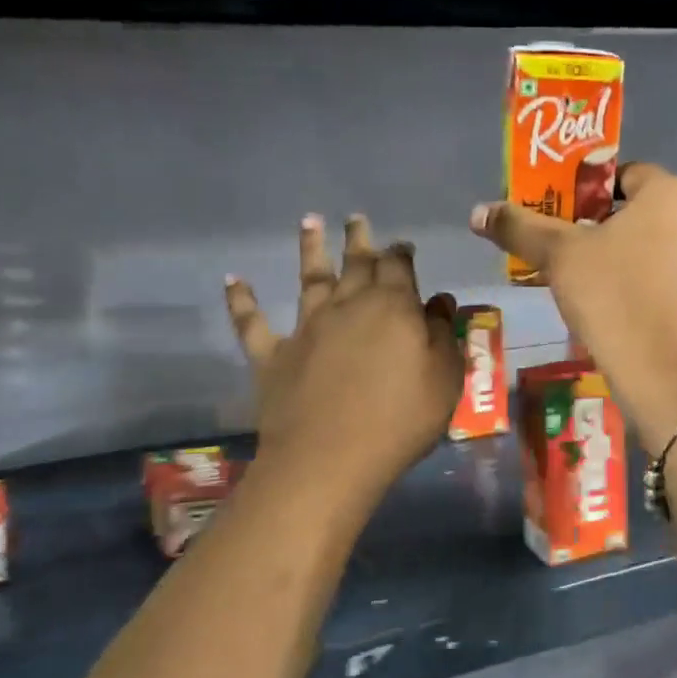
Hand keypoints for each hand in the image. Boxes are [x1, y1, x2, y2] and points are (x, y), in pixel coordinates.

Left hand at [226, 214, 462, 488]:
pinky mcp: (272, 355)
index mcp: (393, 307)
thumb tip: (438, 301)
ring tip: (308, 221)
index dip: (401, 253)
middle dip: (359, 239)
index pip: (399, 267)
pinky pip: (252, 322)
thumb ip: (442, 335)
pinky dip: (241, 299)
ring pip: (309, 278)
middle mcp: (348, 305)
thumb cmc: (401, 419)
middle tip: (356, 219)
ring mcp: (306, 327)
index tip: (403, 246)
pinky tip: (233, 279)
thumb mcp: (444, 378)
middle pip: (355, 263)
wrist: (330, 459)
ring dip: (309, 248)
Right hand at [471, 163, 676, 452]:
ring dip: (630, 257)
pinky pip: (676, 278)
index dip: (589, 193)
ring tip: (593, 284)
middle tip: (571, 252)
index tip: (564, 219)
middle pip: (644, 211)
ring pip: (662, 246)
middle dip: (607, 227)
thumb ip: (520, 228)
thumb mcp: (559, 258)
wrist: (668, 378)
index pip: (625, 174)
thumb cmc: (614, 300)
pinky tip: (625, 312)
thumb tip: (478, 211)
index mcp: (671, 194)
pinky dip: (652, 285)